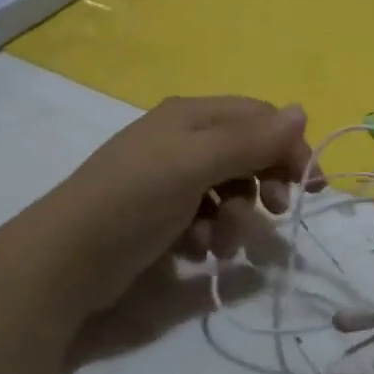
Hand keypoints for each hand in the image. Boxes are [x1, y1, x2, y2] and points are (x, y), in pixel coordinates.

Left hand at [27, 96, 318, 321]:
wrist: (62, 263)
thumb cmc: (134, 200)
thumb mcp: (196, 164)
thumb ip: (251, 140)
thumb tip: (301, 110)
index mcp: (191, 116)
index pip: (258, 118)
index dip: (288, 146)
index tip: (310, 185)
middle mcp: (183, 140)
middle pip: (246, 153)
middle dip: (263, 184)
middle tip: (276, 211)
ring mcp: (170, 179)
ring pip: (229, 191)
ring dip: (237, 218)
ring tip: (220, 244)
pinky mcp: (161, 216)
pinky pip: (206, 218)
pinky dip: (210, 234)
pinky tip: (196, 252)